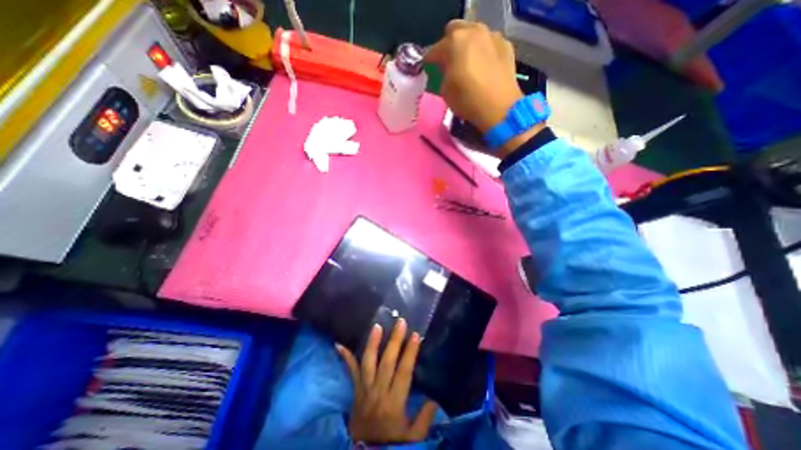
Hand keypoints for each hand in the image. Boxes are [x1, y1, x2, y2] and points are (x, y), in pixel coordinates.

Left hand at [335, 318, 437, 443]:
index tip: (415, 335)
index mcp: (394, 402)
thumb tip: (435, 399)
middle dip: (394, 341)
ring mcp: (364, 389)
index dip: (409, 353)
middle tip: (400, 322)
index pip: (403, 372)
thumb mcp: (413, 437)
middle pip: (386, 362)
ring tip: (377, 326)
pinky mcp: (355, 389)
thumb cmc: (392, 442)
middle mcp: (378, 392)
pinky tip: (339, 344)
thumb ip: (425, 418)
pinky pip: (350, 371)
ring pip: (368, 362)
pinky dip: (346, 357)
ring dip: (372, 343)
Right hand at [424, 20, 544, 153]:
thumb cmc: (467, 100)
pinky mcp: (505, 46)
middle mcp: (473, 32)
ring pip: (474, 34)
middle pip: (455, 31)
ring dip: (467, 46)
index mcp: (454, 42)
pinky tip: (483, 67)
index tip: (428, 67)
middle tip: (448, 62)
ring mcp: (492, 36)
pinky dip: (483, 51)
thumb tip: (447, 70)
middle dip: (449, 45)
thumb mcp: (446, 91)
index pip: (434, 50)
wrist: (498, 107)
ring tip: (467, 63)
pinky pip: (489, 44)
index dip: (429, 60)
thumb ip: (443, 74)